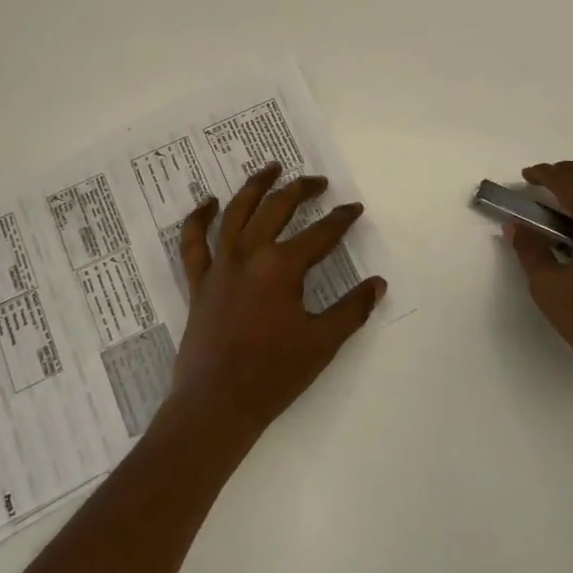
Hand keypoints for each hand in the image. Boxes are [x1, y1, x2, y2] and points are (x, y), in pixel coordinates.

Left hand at [168, 162, 385, 438]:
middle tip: (318, 181)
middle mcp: (249, 254)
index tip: (354, 208)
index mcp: (282, 267)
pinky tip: (207, 202)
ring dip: (255, 186)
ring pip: (236, 212)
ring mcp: (220, 264)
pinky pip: (194, 242)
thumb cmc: (274, 374)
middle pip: (277, 208)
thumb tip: (378, 283)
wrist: (216, 404)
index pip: (320, 234)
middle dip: (301, 189)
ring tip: (270, 168)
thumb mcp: (322, 342)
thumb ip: (352, 309)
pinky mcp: (199, 281)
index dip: (341, 219)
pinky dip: (198, 218)